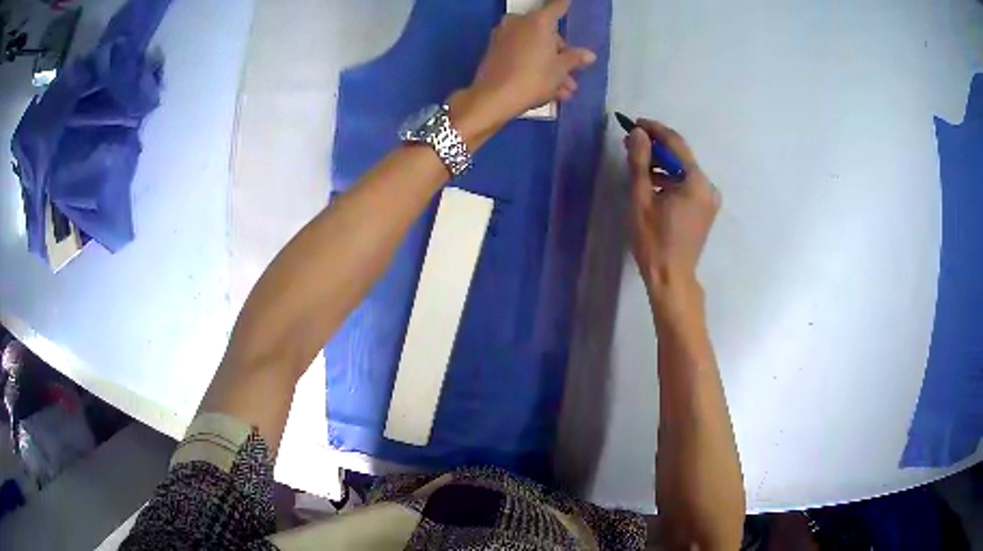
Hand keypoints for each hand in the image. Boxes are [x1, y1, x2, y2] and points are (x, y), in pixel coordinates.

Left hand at [470, 0, 596, 122]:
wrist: (494, 98)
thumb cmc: (533, 78)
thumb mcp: (560, 70)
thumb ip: (574, 59)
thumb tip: (589, 55)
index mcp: (538, 21)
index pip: (557, 6)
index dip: (565, 5)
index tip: (569, 1)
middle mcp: (519, 22)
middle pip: (545, 32)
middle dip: (560, 54)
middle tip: (571, 74)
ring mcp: (503, 36)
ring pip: (533, 47)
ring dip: (550, 66)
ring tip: (564, 90)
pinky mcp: (494, 51)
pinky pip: (520, 54)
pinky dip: (533, 66)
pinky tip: (548, 90)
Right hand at [626, 119, 719, 300]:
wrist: (671, 278)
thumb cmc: (653, 241)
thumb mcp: (641, 198)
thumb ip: (640, 162)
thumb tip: (638, 133)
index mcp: (696, 182)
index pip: (675, 144)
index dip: (654, 129)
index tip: (634, 122)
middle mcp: (709, 187)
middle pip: (681, 156)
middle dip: (657, 147)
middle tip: (632, 143)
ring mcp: (710, 199)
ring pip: (684, 171)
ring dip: (663, 164)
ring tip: (638, 165)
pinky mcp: (706, 210)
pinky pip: (688, 185)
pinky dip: (671, 180)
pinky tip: (653, 183)